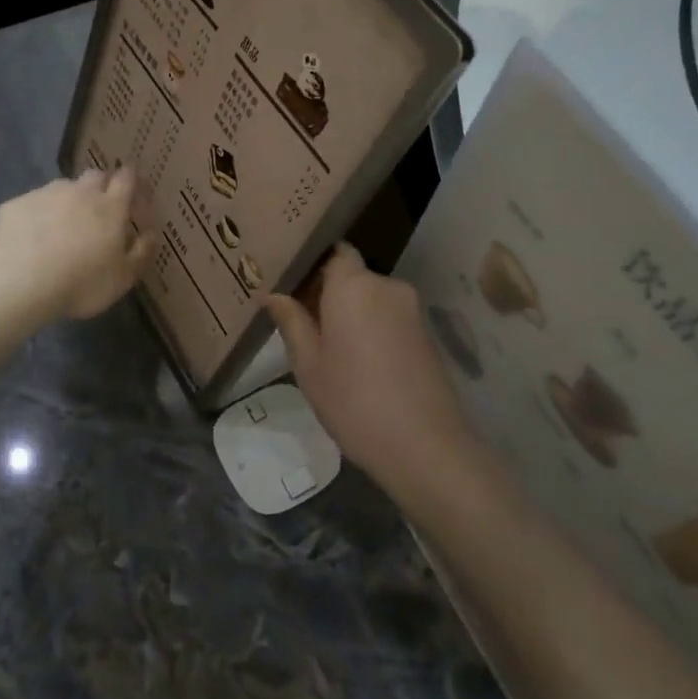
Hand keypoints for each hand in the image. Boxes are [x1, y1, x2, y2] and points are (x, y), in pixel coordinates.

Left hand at [0, 168, 150, 322]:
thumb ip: (141, 253)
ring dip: (69, 199)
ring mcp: (45, 194)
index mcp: (111, 207)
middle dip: (102, 185)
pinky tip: (31, 237)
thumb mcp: (123, 278)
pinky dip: (38, 214)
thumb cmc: (81, 283)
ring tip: (63, 225)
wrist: (19, 281)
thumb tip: (151, 234)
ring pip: (63, 187)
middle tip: (101, 208)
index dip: (132, 179)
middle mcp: (80, 192)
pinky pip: (33, 203)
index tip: (134, 189)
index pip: (127, 178)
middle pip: (96, 175)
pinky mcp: (16, 204)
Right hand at [265, 244, 476, 505]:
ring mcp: (411, 309)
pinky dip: (370, 327)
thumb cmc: (353, 401)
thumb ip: (291, 322)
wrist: (423, 446)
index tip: (290, 285)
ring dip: (349, 312)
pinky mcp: (425, 333)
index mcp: (352, 285)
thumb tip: (272, 294)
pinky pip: (388, 316)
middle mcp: (386, 286)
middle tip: (299, 321)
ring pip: (370, 298)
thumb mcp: (309, 365)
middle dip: (327, 292)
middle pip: (351, 275)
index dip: (312, 264)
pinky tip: (357, 361)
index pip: (333, 251)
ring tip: (326, 346)